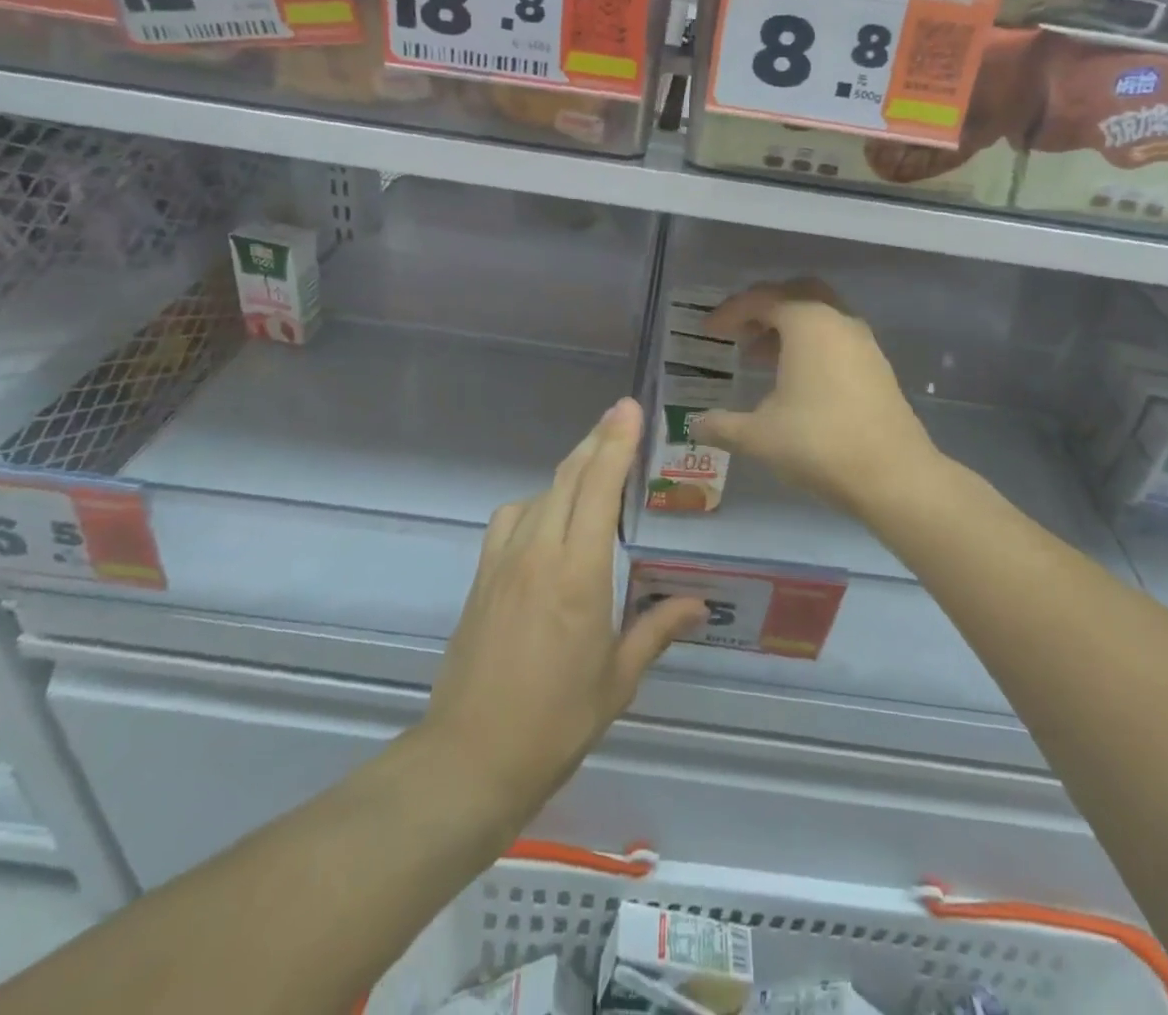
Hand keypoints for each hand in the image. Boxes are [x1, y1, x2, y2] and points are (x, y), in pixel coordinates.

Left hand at [422, 399, 705, 827]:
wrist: (470, 758)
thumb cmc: (556, 721)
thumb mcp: (618, 678)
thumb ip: (657, 630)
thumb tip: (697, 605)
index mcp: (578, 573)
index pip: (599, 488)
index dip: (615, 442)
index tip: (629, 409)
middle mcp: (538, 553)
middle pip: (568, 478)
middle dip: (596, 441)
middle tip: (620, 416)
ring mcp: (503, 561)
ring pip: (540, 493)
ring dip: (569, 471)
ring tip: (594, 468)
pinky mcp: (481, 576)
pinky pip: (511, 518)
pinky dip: (537, 502)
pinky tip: (549, 520)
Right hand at [696, 279, 938, 517]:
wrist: (893, 475)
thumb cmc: (819, 443)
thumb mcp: (759, 436)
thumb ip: (721, 425)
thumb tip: (694, 425)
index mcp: (807, 323)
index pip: (761, 300)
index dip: (730, 312)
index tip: (708, 330)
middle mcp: (838, 321)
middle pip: (796, 294)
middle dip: (764, 308)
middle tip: (740, 332)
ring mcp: (863, 342)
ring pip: (820, 316)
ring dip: (788, 328)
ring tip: (759, 358)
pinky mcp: (877, 366)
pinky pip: (836, 338)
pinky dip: (811, 345)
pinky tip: (795, 380)